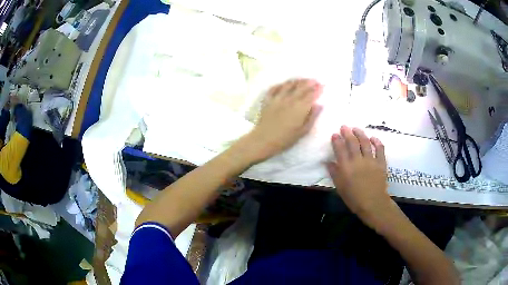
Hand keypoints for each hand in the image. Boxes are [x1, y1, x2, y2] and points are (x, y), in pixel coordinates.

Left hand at [239, 79, 322, 162]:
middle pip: (301, 88)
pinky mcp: (267, 100)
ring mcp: (277, 98)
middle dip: (309, 83)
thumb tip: (319, 105)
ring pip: (288, 85)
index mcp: (300, 108)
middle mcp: (289, 99)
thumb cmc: (285, 139)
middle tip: (315, 80)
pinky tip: (283, 84)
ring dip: (296, 81)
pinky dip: (280, 85)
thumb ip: (312, 117)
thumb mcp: (303, 131)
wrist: (263, 140)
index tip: (323, 85)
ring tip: (302, 80)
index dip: (317, 89)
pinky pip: (274, 88)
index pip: (311, 95)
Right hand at [326, 126, 391, 226]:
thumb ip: (334, 173)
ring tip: (356, 128)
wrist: (373, 203)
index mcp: (346, 167)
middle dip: (347, 133)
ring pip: (365, 142)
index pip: (340, 149)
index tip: (335, 134)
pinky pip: (380, 149)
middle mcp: (358, 160)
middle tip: (344, 127)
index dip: (337, 140)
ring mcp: (371, 160)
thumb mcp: (340, 187)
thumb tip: (328, 162)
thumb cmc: (354, 198)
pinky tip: (373, 137)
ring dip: (360, 133)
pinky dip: (377, 142)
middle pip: (352, 142)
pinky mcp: (381, 162)